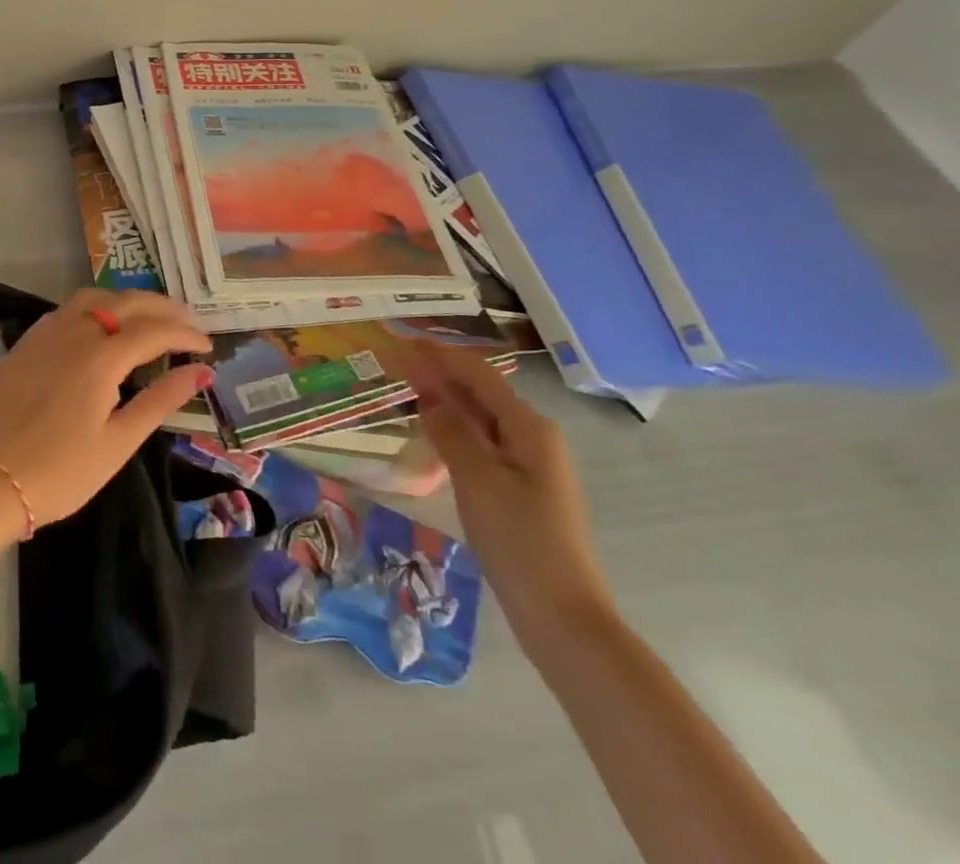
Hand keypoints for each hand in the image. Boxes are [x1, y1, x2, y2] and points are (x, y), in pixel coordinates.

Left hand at [0, 289, 212, 526]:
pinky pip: (66, 311)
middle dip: (161, 307)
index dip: (185, 334)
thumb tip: (201, 371)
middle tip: (187, 320)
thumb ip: (161, 400)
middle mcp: (74, 333)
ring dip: (126, 301)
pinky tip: (100, 327)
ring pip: (93, 297)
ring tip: (147, 316)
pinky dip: (94, 308)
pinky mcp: (26, 343)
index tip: (207, 345)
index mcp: (101, 357)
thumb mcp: (120, 442)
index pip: (154, 331)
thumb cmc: (63, 471)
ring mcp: (45, 333)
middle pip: (125, 302)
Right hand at [408, 350, 617, 649]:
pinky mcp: (521, 490)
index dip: (440, 354)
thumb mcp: (478, 480)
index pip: (478, 374)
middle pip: (481, 392)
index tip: (402, 340)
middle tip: (396, 362)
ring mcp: (530, 465)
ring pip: (481, 419)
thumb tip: (427, 393)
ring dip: (446, 401)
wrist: (563, 619)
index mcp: (529, 427)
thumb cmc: (520, 542)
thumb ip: (451, 430)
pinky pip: (483, 444)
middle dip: (440, 374)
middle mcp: (533, 437)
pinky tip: (432, 435)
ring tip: (406, 390)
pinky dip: (455, 430)